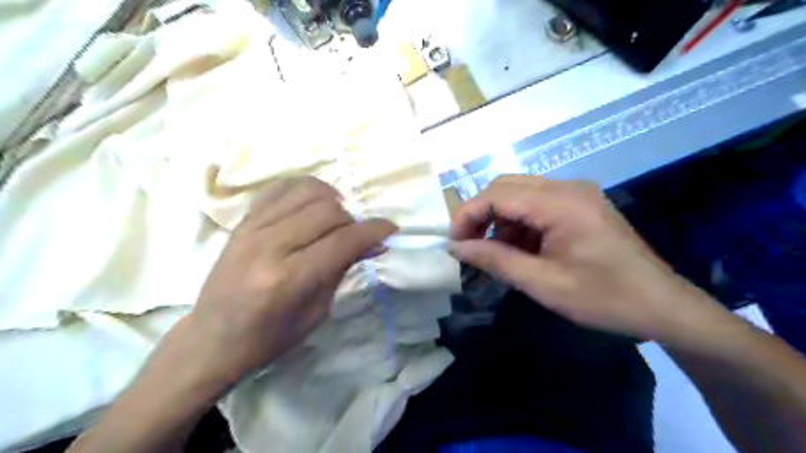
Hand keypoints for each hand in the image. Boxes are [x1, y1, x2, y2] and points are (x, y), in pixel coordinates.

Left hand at [183, 175, 394, 384]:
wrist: (212, 338)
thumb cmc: (270, 337)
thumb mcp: (317, 311)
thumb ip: (343, 269)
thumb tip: (373, 244)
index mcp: (289, 278)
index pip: (343, 240)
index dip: (373, 230)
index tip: (390, 229)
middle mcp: (269, 245)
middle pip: (328, 210)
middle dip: (353, 220)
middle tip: (356, 236)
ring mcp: (252, 228)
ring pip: (307, 191)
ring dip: (332, 201)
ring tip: (335, 219)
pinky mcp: (242, 221)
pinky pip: (282, 188)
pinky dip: (306, 190)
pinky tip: (312, 206)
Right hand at [453, 176, 724, 340]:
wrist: (663, 306)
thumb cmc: (604, 298)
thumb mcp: (543, 284)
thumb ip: (496, 260)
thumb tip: (457, 248)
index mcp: (560, 203)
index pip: (497, 194)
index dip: (467, 215)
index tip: (453, 243)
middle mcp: (567, 187)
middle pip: (506, 187)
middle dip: (480, 214)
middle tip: (469, 247)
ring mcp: (576, 193)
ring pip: (519, 194)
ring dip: (499, 220)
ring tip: (496, 254)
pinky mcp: (581, 204)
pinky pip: (537, 204)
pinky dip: (519, 223)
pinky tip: (521, 250)